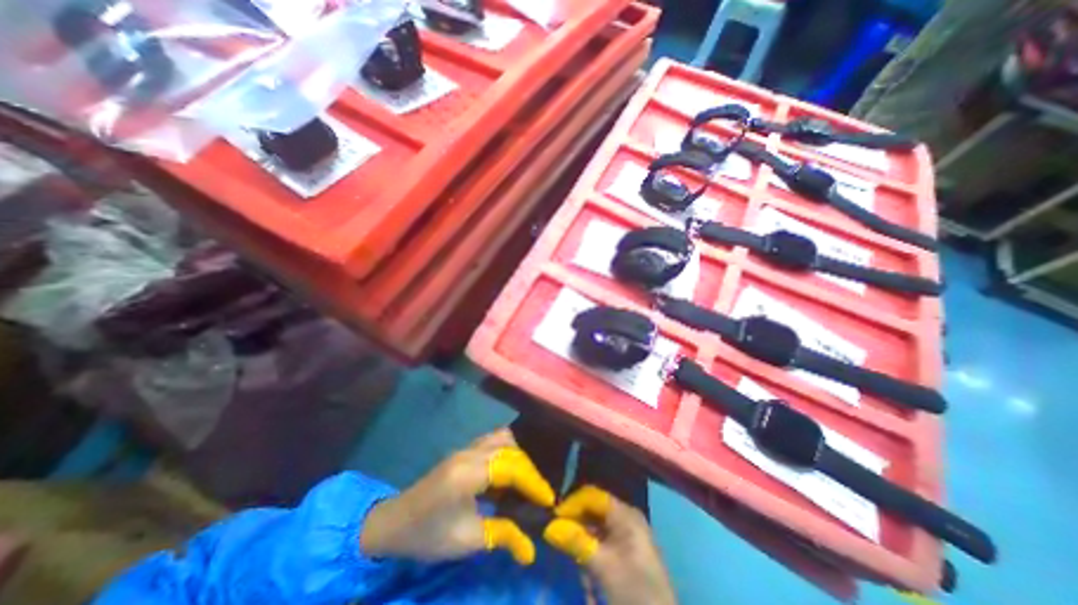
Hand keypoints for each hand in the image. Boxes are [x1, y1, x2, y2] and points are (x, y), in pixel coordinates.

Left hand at [359, 428, 555, 563]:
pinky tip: (510, 471)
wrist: (394, 522)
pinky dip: (508, 450)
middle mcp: (469, 453)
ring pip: (503, 438)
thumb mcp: (465, 541)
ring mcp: (466, 448)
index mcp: (467, 474)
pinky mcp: (465, 450)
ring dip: (519, 455)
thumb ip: (501, 536)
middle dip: (529, 470)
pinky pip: (494, 440)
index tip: (548, 500)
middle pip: (510, 449)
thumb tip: (531, 549)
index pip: (510, 468)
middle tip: (539, 494)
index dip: (532, 482)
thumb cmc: (427, 535)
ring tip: (526, 481)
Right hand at [549, 484, 671, 603]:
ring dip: (584, 551)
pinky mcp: (625, 554)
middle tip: (562, 547)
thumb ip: (576, 542)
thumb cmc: (635, 592)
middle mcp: (625, 519)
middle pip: (592, 512)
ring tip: (584, 579)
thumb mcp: (603, 566)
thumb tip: (549, 526)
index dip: (572, 503)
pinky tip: (591, 586)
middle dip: (577, 530)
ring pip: (594, 532)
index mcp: (625, 514)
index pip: (592, 496)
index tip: (553, 518)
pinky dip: (592, 561)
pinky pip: (601, 547)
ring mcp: (626, 536)